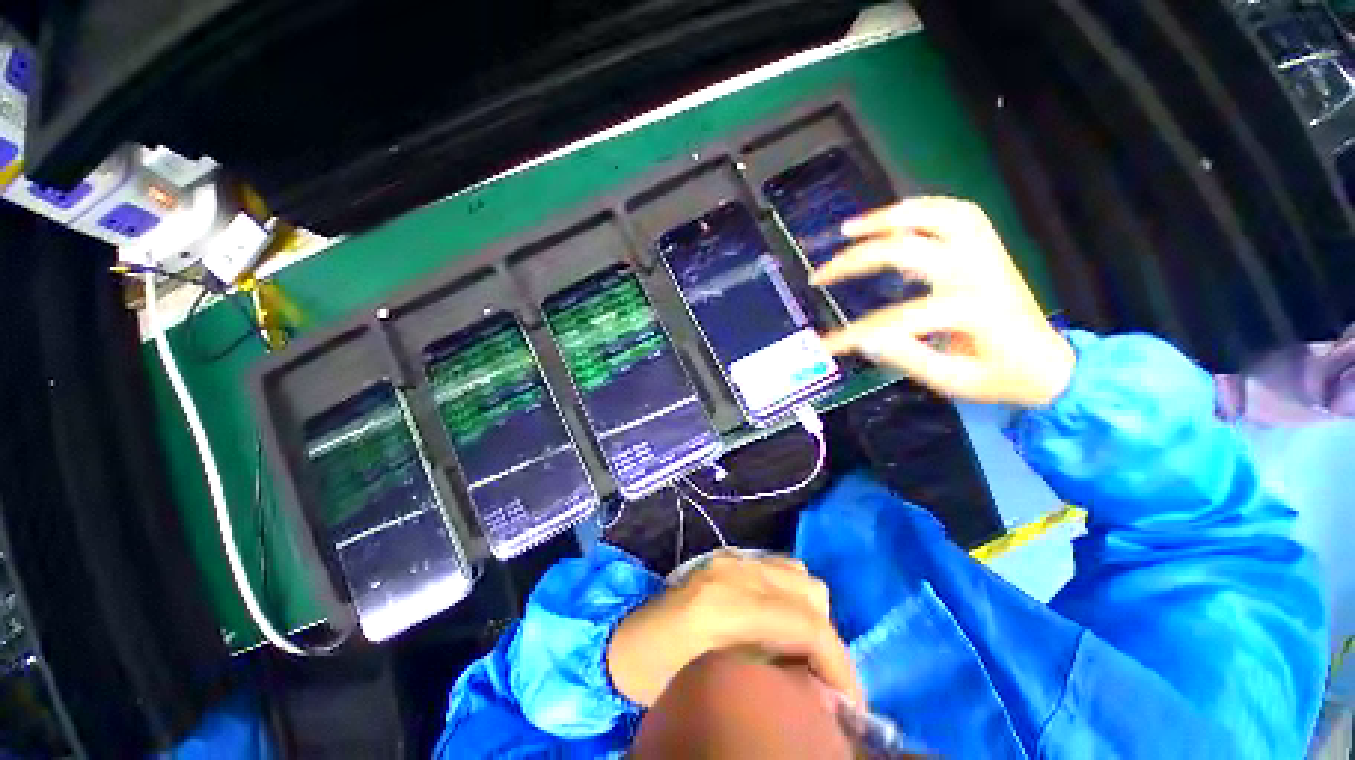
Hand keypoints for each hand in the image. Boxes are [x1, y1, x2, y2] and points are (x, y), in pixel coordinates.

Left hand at [607, 552, 860, 707]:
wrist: (623, 640)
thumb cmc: (661, 675)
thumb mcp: (721, 685)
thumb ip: (776, 678)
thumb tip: (823, 689)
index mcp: (728, 605)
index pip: (806, 623)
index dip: (839, 664)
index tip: (851, 703)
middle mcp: (735, 571)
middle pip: (810, 592)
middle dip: (825, 638)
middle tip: (818, 677)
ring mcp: (730, 559)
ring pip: (798, 575)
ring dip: (808, 613)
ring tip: (797, 650)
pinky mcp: (726, 558)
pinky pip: (777, 569)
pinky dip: (789, 596)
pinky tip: (775, 623)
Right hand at [813, 197, 1074, 406]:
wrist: (1049, 365)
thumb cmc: (1000, 378)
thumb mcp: (952, 380)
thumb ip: (907, 358)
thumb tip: (863, 339)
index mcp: (971, 310)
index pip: (895, 319)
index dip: (854, 334)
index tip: (824, 345)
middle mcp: (978, 272)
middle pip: (907, 249)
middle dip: (856, 260)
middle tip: (821, 273)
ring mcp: (987, 254)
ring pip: (937, 214)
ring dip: (890, 216)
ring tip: (851, 227)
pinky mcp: (988, 249)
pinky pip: (955, 213)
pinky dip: (920, 210)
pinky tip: (893, 220)